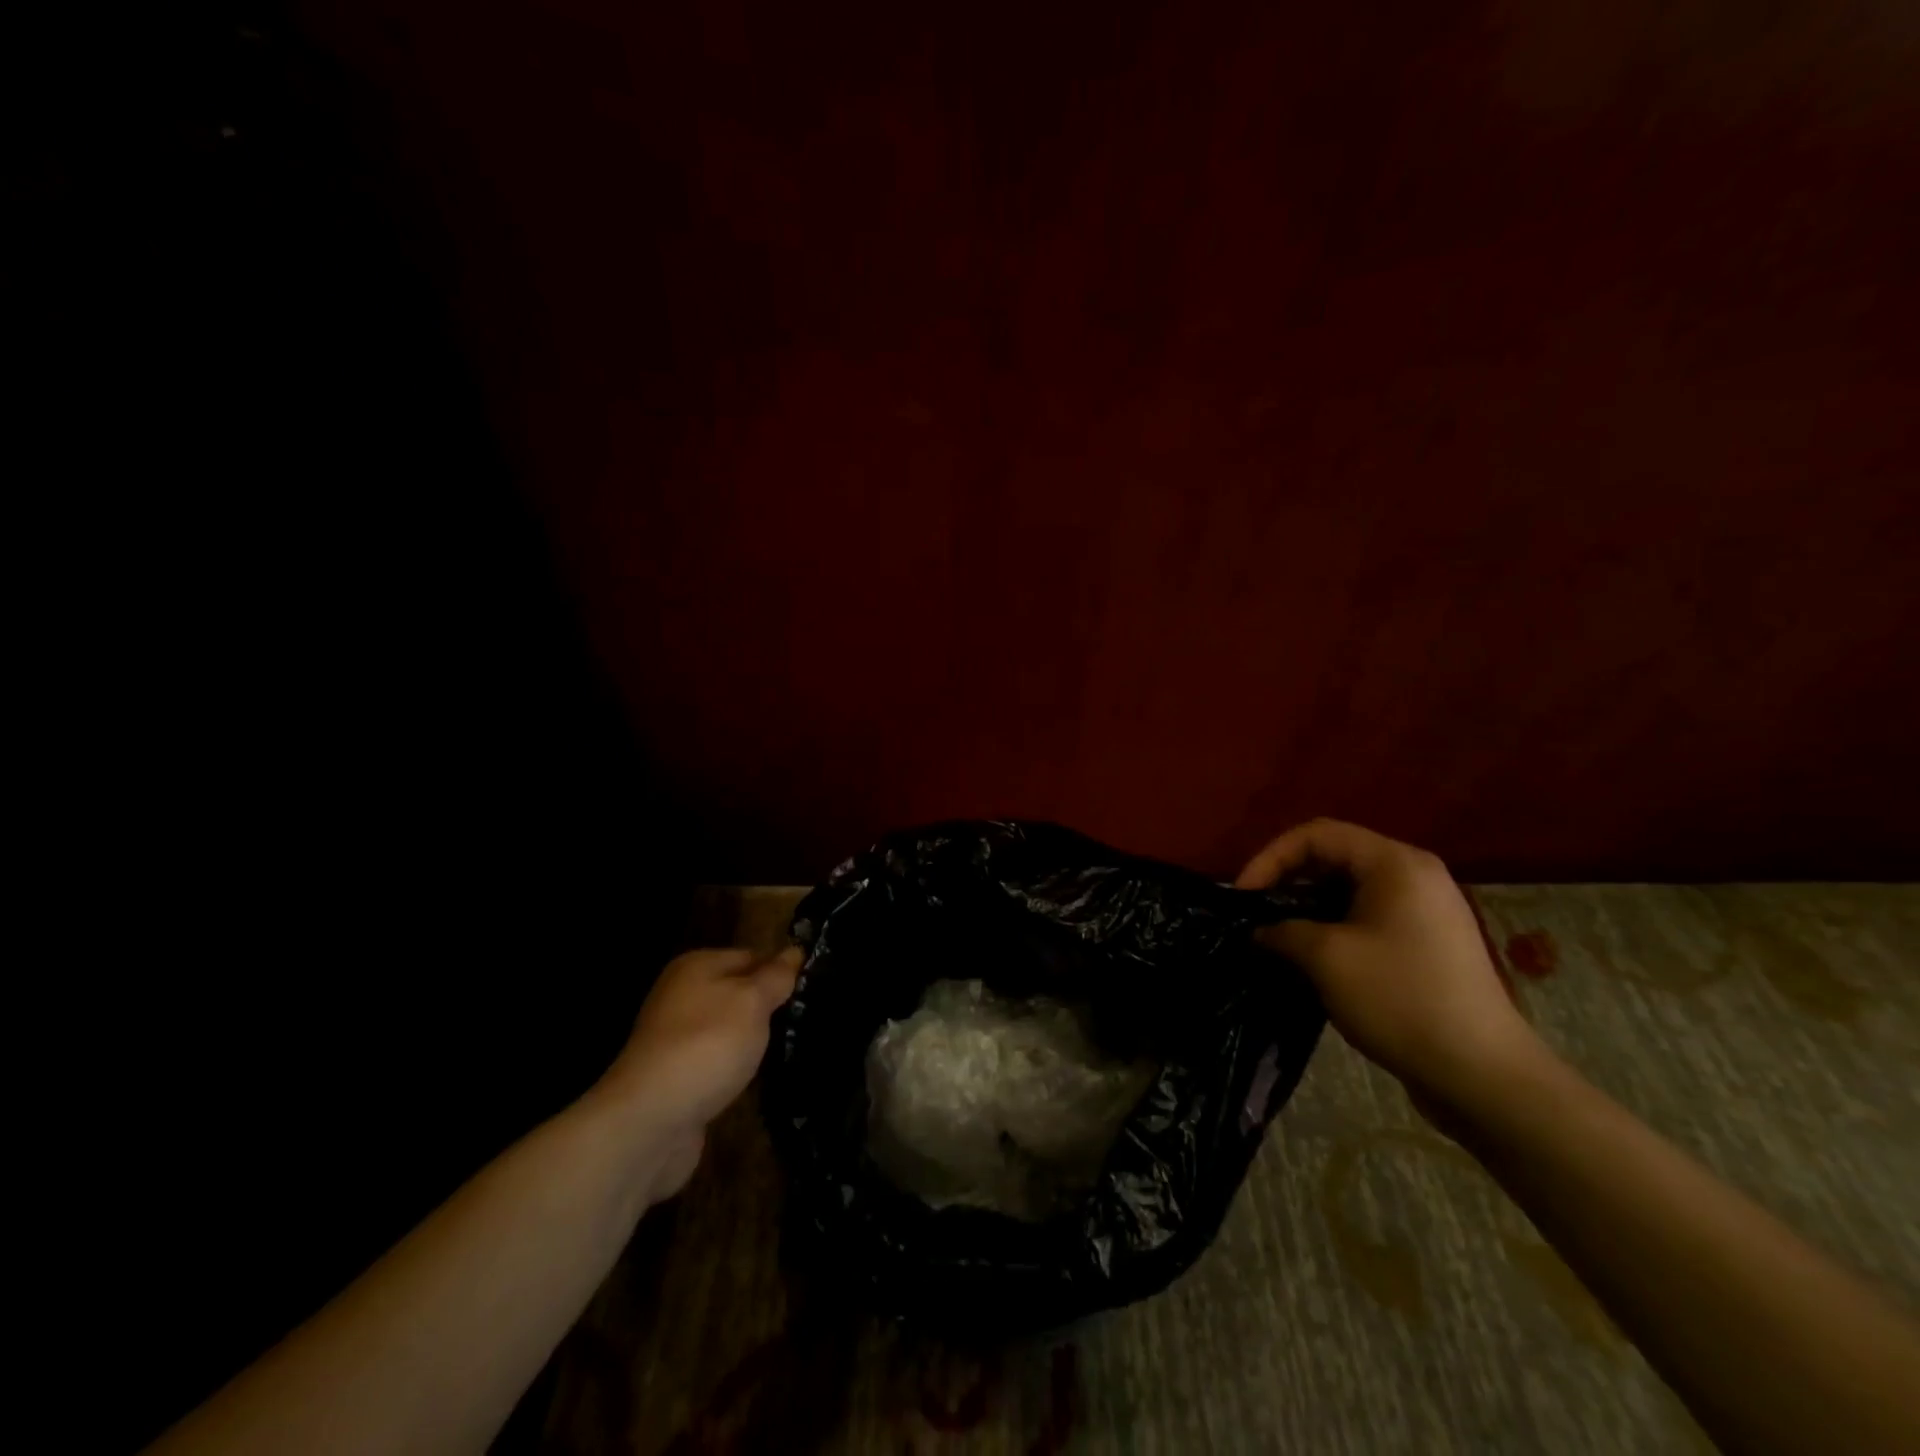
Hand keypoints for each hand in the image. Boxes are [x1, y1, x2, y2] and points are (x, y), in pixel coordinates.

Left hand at [595, 946, 800, 1199]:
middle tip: (805, 1022)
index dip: (781, 972)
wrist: (650, 1121)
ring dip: (753, 1042)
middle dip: (768, 1008)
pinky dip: (735, 1070)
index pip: (751, 956)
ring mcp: (675, 1039)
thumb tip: (795, 951)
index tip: (811, 992)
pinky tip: (757, 1080)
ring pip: (729, 1030)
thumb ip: (776, 976)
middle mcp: (681, 996)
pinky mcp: (676, 1078)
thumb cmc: (707, 1045)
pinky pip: (717, 1063)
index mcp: (696, 966)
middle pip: (738, 993)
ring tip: (789, 1051)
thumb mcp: (753, 1000)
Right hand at [1236, 819, 1541, 1107]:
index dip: (1271, 858)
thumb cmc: (1400, 999)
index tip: (1243, 896)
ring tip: (1276, 936)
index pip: (1316, 834)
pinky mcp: (1427, 944)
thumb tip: (1259, 930)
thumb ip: (1282, 931)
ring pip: (1349, 889)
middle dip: (1287, 880)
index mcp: (1395, 864)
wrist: (1482, 1075)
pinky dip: (1333, 927)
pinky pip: (1368, 917)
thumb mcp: (1326, 958)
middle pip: (1334, 856)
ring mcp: (1425, 910)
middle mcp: (1414, 875)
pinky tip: (1312, 957)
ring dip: (1307, 907)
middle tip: (1256, 914)